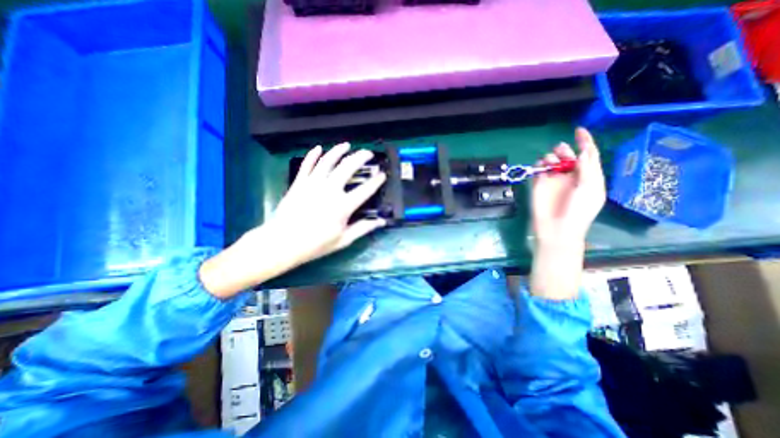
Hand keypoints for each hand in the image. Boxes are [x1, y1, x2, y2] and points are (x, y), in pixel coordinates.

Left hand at [262, 144, 385, 264]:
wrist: (283, 243)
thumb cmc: (315, 244)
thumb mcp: (343, 240)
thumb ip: (363, 228)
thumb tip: (381, 222)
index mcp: (343, 205)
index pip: (365, 189)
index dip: (376, 181)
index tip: (382, 174)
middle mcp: (330, 190)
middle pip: (348, 167)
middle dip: (360, 157)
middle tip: (368, 153)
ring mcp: (313, 184)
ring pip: (328, 161)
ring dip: (339, 150)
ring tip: (347, 145)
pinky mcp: (299, 182)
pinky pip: (307, 164)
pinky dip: (313, 155)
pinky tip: (319, 148)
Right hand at [530, 126, 607, 245]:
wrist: (557, 229)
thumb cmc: (578, 211)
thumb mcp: (590, 188)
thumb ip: (588, 168)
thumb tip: (584, 151)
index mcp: (588, 176)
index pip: (588, 155)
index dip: (585, 142)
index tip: (578, 130)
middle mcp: (570, 176)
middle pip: (567, 156)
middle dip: (564, 150)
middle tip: (559, 153)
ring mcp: (553, 181)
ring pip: (551, 162)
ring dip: (550, 158)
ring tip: (549, 163)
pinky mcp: (539, 185)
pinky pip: (538, 171)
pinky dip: (538, 166)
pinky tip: (540, 169)